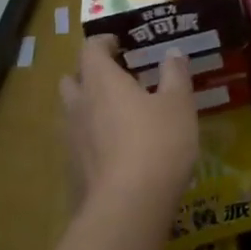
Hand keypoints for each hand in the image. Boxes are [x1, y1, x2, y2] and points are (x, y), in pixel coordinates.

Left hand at [60, 37, 198, 217]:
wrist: (128, 207)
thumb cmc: (157, 142)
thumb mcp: (178, 104)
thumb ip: (175, 74)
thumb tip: (173, 53)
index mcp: (101, 81)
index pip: (90, 49)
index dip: (104, 42)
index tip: (121, 44)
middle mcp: (79, 105)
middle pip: (72, 79)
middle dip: (89, 74)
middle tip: (116, 78)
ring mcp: (72, 140)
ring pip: (72, 113)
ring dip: (89, 107)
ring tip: (119, 114)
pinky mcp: (73, 171)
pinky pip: (79, 143)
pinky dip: (93, 139)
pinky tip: (117, 151)